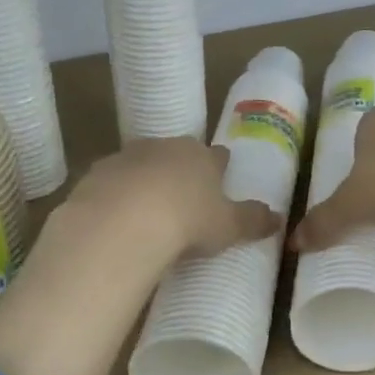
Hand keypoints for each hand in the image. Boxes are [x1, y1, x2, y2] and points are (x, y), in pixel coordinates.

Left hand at [67, 137, 282, 262]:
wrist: (123, 222)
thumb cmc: (188, 220)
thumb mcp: (229, 226)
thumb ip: (253, 221)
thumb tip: (279, 218)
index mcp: (202, 156)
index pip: (217, 156)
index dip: (220, 166)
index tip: (222, 174)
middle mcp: (165, 147)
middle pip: (178, 154)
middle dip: (181, 169)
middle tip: (185, 194)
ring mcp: (127, 157)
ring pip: (142, 164)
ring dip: (146, 180)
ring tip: (149, 208)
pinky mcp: (95, 174)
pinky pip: (112, 183)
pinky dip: (116, 195)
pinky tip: (118, 217)